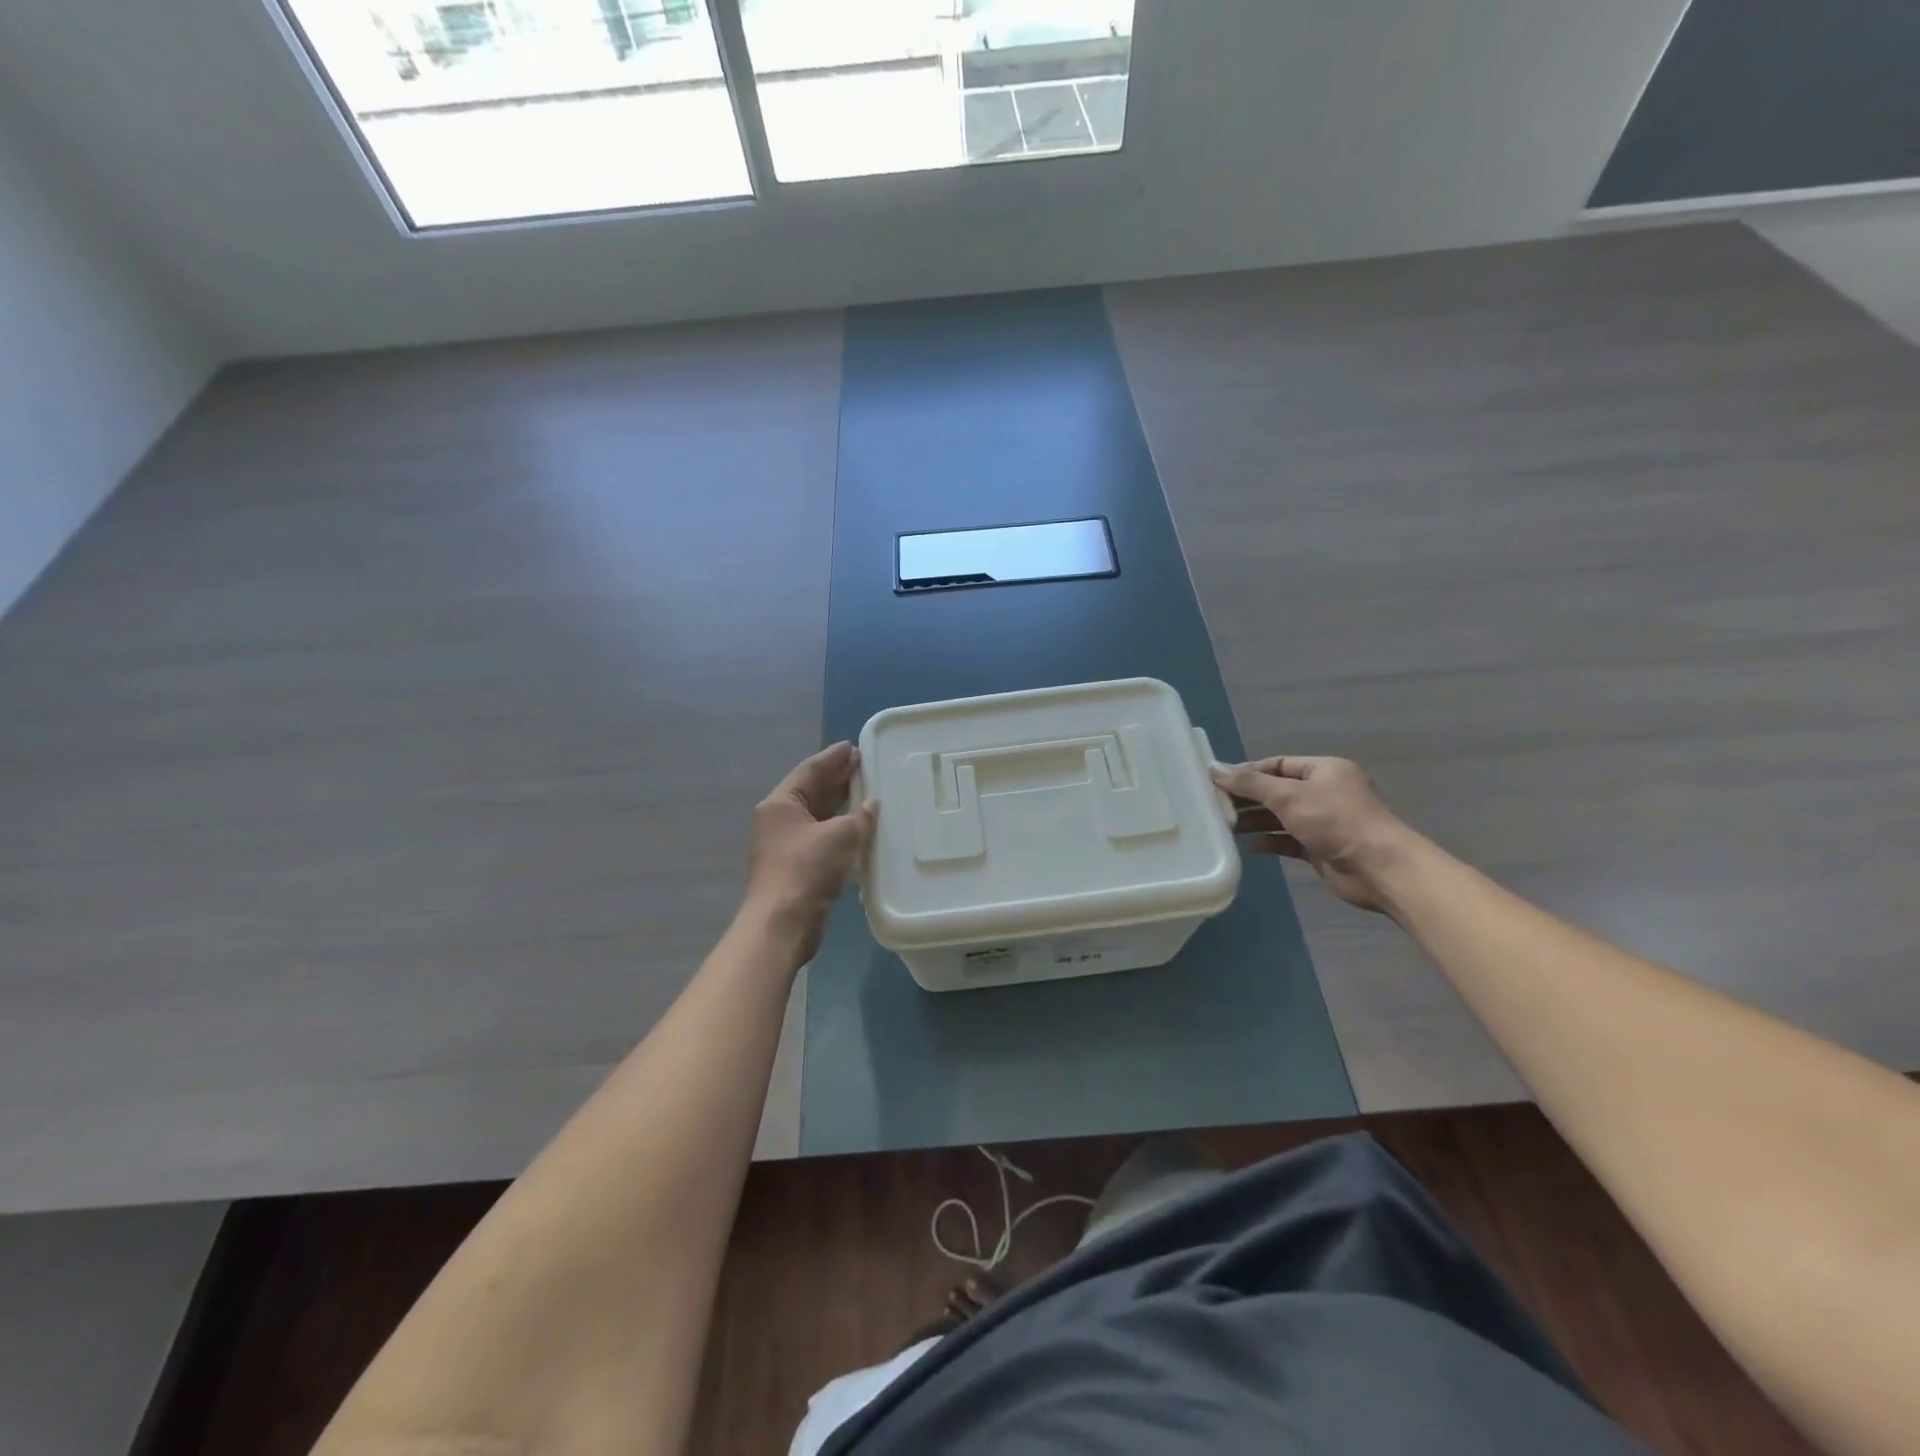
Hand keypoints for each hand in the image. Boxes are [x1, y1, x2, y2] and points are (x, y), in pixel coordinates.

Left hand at [743, 742, 876, 961]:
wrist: (783, 922)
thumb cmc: (807, 869)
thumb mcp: (840, 836)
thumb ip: (859, 817)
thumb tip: (872, 805)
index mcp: (781, 804)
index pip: (809, 770)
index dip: (832, 758)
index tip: (853, 747)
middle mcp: (779, 819)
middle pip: (811, 791)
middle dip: (837, 778)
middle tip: (863, 765)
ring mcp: (786, 844)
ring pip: (817, 815)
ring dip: (840, 804)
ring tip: (867, 791)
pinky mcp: (797, 866)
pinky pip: (822, 837)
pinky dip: (840, 828)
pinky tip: (860, 827)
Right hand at [1210, 756, 1413, 912]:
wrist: (1379, 868)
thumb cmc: (1335, 821)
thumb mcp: (1288, 796)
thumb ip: (1249, 783)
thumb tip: (1213, 768)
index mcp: (1324, 770)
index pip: (1277, 765)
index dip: (1247, 772)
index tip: (1217, 782)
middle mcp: (1325, 792)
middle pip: (1277, 791)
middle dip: (1248, 798)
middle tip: (1216, 806)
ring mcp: (1324, 822)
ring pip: (1281, 817)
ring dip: (1256, 821)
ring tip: (1226, 826)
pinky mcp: (1321, 848)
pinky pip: (1289, 840)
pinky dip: (1270, 841)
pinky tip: (1250, 846)